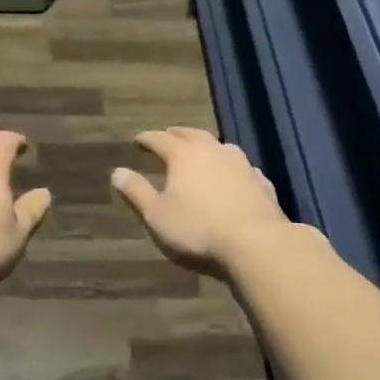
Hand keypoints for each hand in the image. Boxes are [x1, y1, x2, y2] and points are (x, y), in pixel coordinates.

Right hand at [110, 127, 292, 277]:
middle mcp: (214, 151)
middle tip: (169, 135)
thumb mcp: (157, 215)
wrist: (256, 244)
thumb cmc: (197, 230)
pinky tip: (234, 176)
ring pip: (221, 147)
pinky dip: (231, 168)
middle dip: (178, 135)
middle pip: (193, 135)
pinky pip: (242, 168)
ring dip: (207, 147)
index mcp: (184, 155)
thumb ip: (137, 192)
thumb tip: (117, 172)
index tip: (138, 140)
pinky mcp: (262, 183)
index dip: (147, 139)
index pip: (160, 139)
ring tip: (201, 151)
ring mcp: (242, 165)